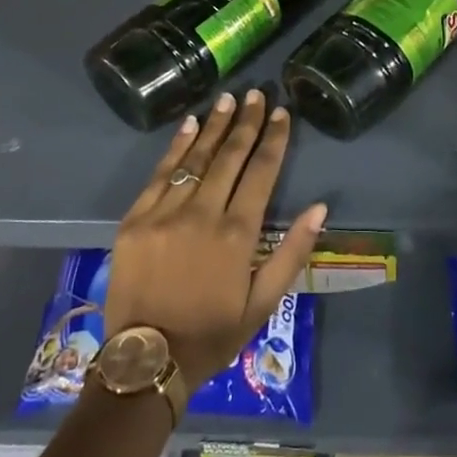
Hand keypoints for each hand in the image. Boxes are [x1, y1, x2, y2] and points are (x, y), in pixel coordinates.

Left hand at [103, 91, 327, 387]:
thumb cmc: (212, 334)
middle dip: (247, 123)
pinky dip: (177, 147)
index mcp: (237, 234)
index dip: (274, 139)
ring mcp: (166, 214)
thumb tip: (320, 208)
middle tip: (257, 94)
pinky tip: (190, 124)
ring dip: (216, 126)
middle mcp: (203, 214)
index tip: (282, 113)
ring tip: (229, 100)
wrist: (146, 361)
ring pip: (197, 159)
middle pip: (230, 157)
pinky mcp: (136, 220)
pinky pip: (160, 174)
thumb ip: (292, 252)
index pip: (262, 172)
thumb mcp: (263, 303)